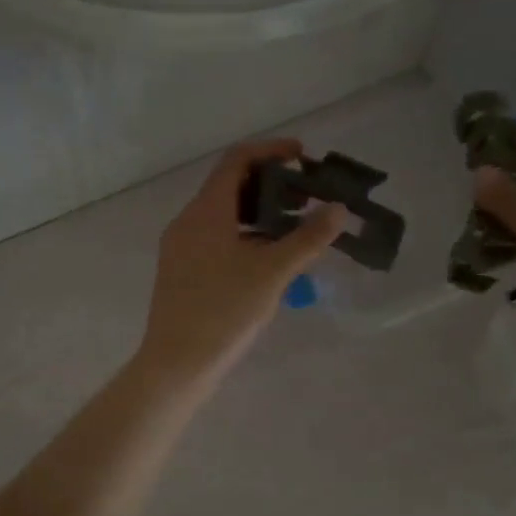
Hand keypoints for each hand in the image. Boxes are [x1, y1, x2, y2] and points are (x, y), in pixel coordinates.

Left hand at [137, 139, 343, 388]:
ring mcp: (181, 248)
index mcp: (206, 211)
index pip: (237, 160)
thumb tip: (338, 210)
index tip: (304, 157)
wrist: (177, 364)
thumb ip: (308, 238)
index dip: (272, 151)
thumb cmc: (224, 312)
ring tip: (294, 229)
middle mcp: (188, 222)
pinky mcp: (182, 272)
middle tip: (307, 198)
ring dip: (259, 213)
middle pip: (230, 186)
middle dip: (271, 185)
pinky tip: (269, 259)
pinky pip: (216, 238)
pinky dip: (245, 236)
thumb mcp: (272, 273)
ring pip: (224, 215)